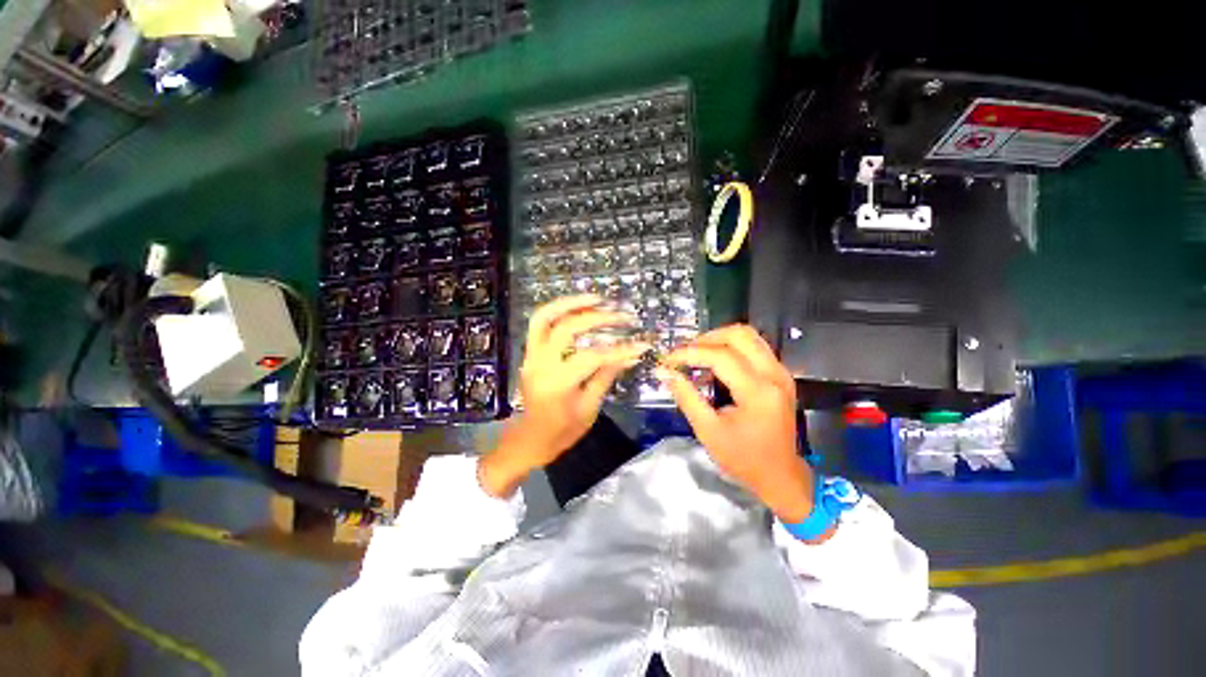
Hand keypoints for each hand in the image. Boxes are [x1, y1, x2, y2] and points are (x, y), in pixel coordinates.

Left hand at [479, 295, 647, 497]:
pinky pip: (540, 324)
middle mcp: (540, 364)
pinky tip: (578, 308)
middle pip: (566, 329)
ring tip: (595, 298)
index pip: (592, 357)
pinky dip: (558, 311)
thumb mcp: (589, 407)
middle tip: (619, 314)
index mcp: (557, 384)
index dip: (618, 350)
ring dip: (570, 303)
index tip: (641, 344)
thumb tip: (631, 354)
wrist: (530, 438)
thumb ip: (607, 376)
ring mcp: (531, 356)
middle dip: (595, 318)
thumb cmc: (562, 431)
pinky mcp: (529, 353)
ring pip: (544, 317)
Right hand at [657, 325, 815, 523]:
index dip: (690, 352)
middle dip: (706, 338)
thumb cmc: (743, 458)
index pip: (721, 356)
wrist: (780, 476)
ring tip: (697, 353)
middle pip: (739, 334)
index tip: (668, 359)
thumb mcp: (708, 431)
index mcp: (757, 392)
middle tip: (684, 353)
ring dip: (719, 339)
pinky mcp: (780, 375)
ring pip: (749, 335)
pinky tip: (714, 362)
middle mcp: (774, 374)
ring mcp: (780, 372)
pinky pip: (754, 347)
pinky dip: (731, 347)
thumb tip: (665, 372)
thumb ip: (686, 397)